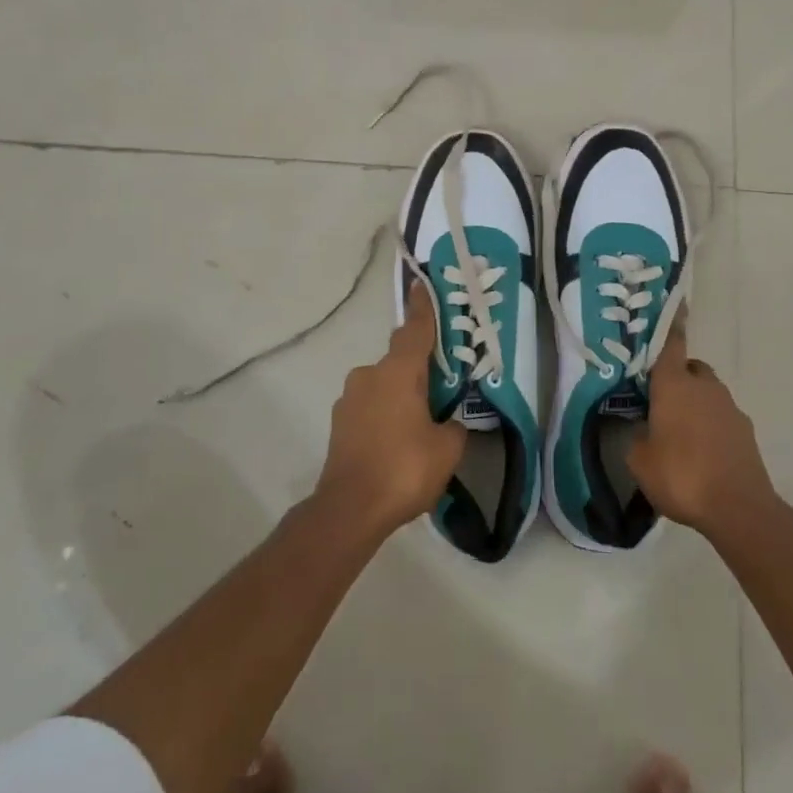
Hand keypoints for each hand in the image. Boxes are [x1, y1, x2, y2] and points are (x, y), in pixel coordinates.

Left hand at [316, 285, 464, 539]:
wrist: (350, 508)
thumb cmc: (405, 468)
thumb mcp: (447, 448)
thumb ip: (454, 426)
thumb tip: (449, 422)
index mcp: (398, 372)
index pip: (414, 330)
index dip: (423, 308)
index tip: (422, 284)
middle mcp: (369, 375)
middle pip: (400, 361)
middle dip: (419, 371)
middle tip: (441, 389)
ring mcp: (349, 399)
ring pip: (383, 386)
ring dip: (400, 396)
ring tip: (420, 426)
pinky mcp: (339, 423)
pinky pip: (370, 407)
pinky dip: (385, 415)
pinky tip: (397, 443)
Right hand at [628, 323, 775, 536]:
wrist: (739, 509)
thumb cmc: (681, 475)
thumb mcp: (639, 460)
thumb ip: (637, 437)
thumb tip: (643, 431)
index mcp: (674, 384)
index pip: (670, 344)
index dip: (669, 324)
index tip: (674, 303)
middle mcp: (704, 387)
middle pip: (690, 368)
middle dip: (676, 377)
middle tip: (658, 400)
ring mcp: (730, 408)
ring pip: (707, 393)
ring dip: (694, 403)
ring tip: (678, 432)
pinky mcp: (745, 432)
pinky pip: (721, 418)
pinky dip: (710, 426)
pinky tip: (699, 453)